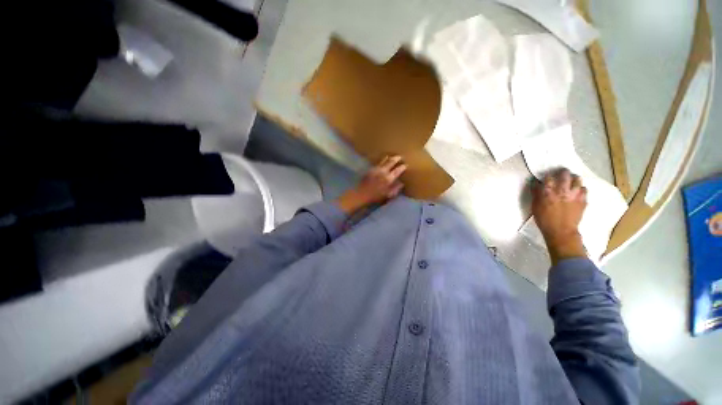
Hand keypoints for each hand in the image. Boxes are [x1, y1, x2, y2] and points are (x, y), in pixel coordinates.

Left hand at [338, 155, 406, 214]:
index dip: (402, 167)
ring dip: (389, 158)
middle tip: (400, 157)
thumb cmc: (376, 197)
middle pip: (391, 162)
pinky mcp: (370, 169)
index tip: (406, 165)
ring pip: (384, 160)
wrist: (361, 194)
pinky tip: (383, 159)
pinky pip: (378, 163)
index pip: (398, 170)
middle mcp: (383, 171)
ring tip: (392, 156)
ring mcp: (376, 169)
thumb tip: (402, 183)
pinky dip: (382, 160)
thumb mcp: (388, 195)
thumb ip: (396, 189)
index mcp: (389, 178)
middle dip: (396, 158)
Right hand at [532, 168, 587, 264]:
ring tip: (572, 179)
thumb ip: (536, 193)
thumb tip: (536, 183)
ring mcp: (574, 194)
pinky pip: (584, 189)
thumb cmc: (544, 219)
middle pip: (564, 175)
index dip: (547, 176)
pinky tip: (578, 191)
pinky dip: (581, 188)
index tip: (547, 177)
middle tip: (562, 173)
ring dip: (574, 178)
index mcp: (548, 191)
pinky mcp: (583, 200)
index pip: (548, 177)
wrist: (561, 231)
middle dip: (563, 172)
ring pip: (578, 180)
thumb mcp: (535, 206)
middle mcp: (562, 190)